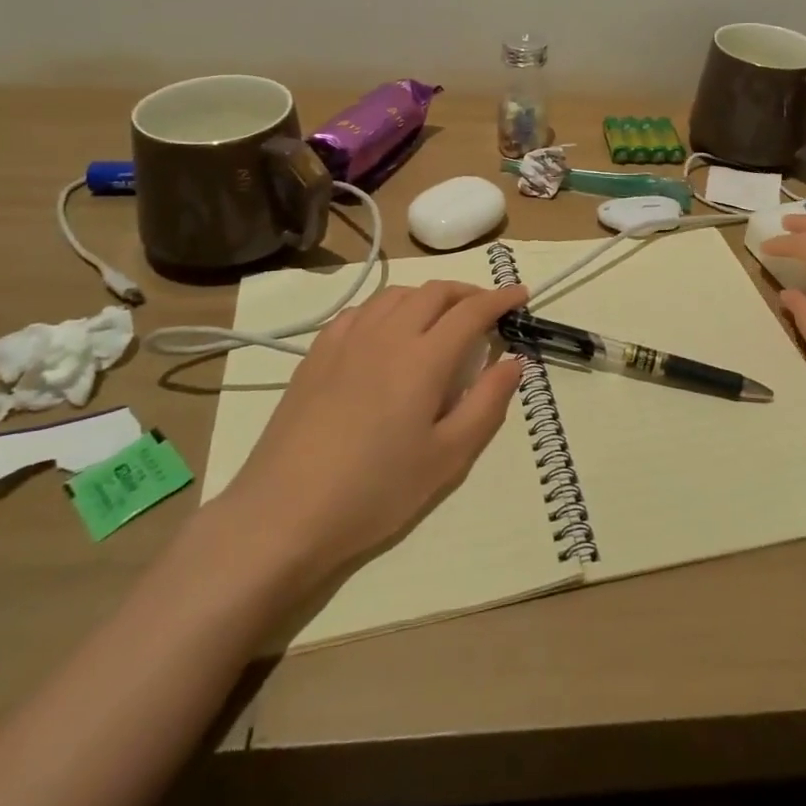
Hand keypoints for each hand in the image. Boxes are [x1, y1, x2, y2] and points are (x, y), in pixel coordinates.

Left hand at [212, 281, 526, 583]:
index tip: (521, 294)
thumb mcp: (447, 458)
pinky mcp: (317, 353)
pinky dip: (387, 308)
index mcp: (424, 357)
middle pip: (434, 292)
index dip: (500, 298)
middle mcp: (387, 334)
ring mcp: (347, 339)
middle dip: (467, 292)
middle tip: (486, 310)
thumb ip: (487, 403)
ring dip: (428, 296)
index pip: (471, 311)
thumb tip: (514, 362)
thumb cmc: (375, 491)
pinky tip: (387, 331)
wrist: (285, 513)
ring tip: (440, 318)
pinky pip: (361, 311)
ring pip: (396, 295)